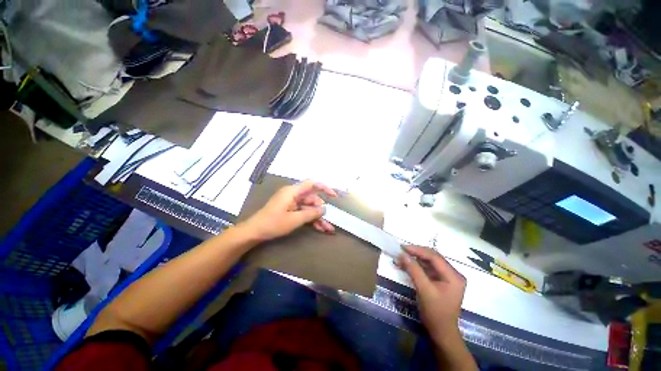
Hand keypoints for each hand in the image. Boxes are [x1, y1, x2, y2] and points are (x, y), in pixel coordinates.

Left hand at [242, 180, 337, 241]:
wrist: (255, 232)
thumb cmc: (273, 223)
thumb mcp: (294, 219)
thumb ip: (310, 213)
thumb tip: (323, 209)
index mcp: (293, 192)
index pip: (311, 184)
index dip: (324, 187)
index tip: (333, 196)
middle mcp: (293, 195)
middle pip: (312, 199)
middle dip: (321, 210)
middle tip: (330, 221)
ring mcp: (292, 203)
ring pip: (309, 208)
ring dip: (318, 218)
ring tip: (327, 229)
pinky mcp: (290, 210)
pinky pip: (304, 213)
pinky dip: (311, 220)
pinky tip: (320, 228)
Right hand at [398, 245, 465, 342]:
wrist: (441, 332)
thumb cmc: (435, 313)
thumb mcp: (424, 290)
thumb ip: (414, 270)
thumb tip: (402, 254)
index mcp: (454, 276)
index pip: (434, 257)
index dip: (418, 250)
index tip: (403, 247)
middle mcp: (453, 274)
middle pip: (433, 258)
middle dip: (416, 253)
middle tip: (401, 251)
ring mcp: (447, 278)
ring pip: (429, 262)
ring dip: (415, 259)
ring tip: (401, 258)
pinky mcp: (441, 281)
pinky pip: (428, 269)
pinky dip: (417, 266)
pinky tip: (407, 265)